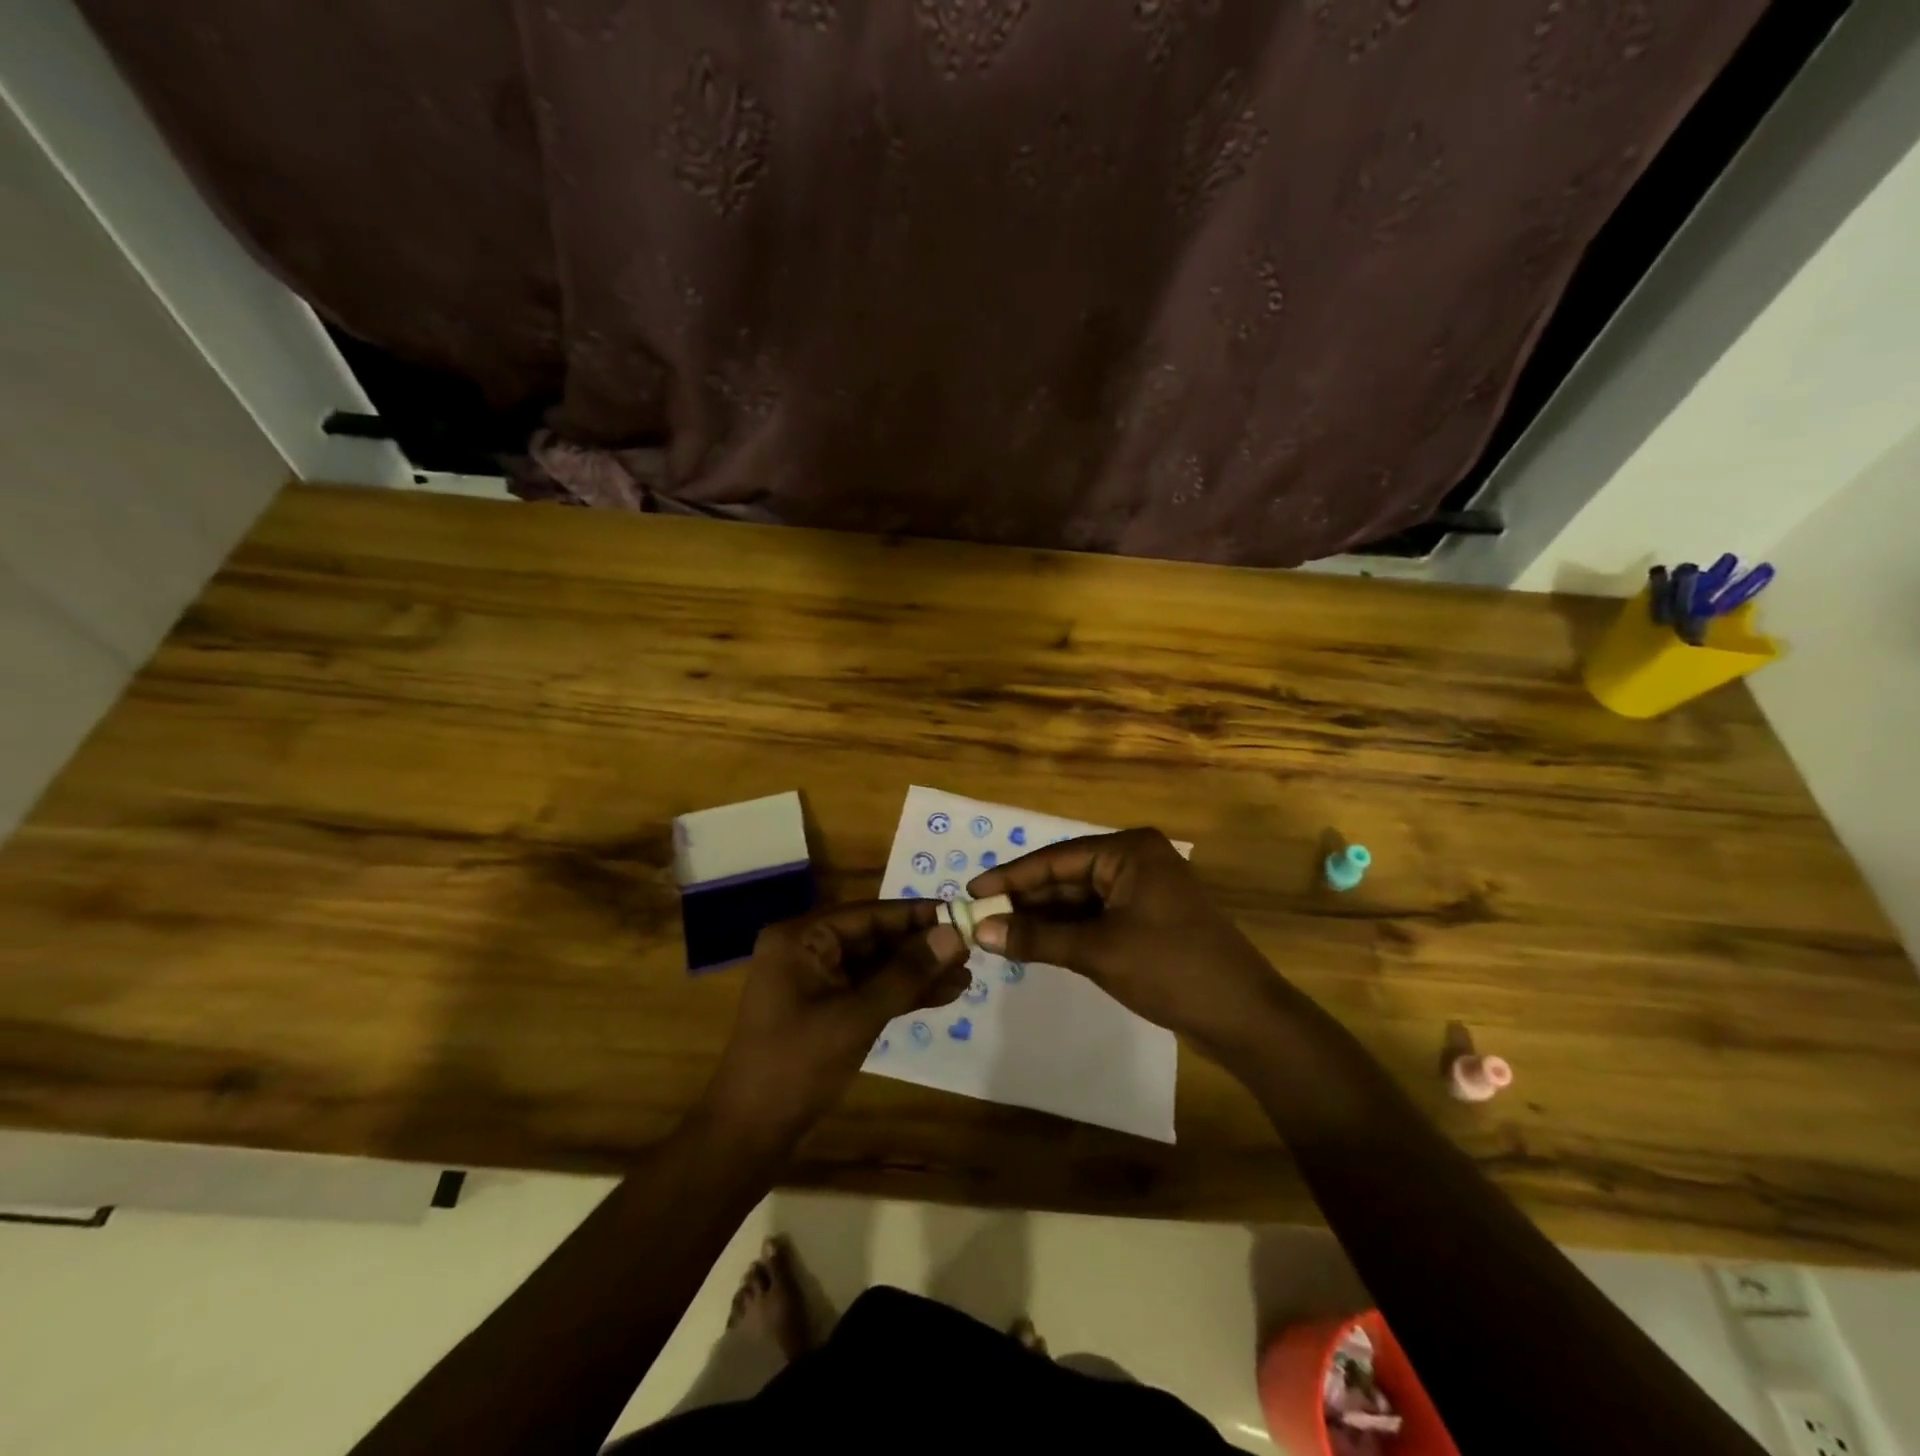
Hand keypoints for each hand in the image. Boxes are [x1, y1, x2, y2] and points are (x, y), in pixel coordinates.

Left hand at [705, 900, 969, 1143]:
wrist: (750, 1133)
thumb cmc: (797, 1065)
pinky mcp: (825, 1009)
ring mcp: (815, 981)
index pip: (868, 913)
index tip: (961, 914)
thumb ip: (907, 973)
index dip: (916, 915)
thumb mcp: (857, 1015)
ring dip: (917, 973)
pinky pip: (868, 990)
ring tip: (966, 976)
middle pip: (874, 937)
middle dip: (921, 947)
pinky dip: (901, 994)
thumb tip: (953, 934)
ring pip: (875, 966)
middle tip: (970, 949)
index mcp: (801, 938)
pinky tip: (942, 995)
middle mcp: (806, 950)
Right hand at [967, 828, 1286, 1059]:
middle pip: (1066, 877)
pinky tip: (1034, 944)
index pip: (1055, 859)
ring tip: (997, 933)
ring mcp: (1143, 891)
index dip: (1010, 877)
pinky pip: (1096, 918)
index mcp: (1128, 851)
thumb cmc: (1170, 969)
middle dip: (1025, 900)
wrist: (1243, 1017)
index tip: (970, 892)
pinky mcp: (1147, 920)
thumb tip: (981, 931)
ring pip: (1079, 900)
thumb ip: (1037, 937)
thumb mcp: (1097, 951)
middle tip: (979, 919)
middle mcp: (1135, 861)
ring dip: (1043, 918)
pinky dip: (1066, 931)